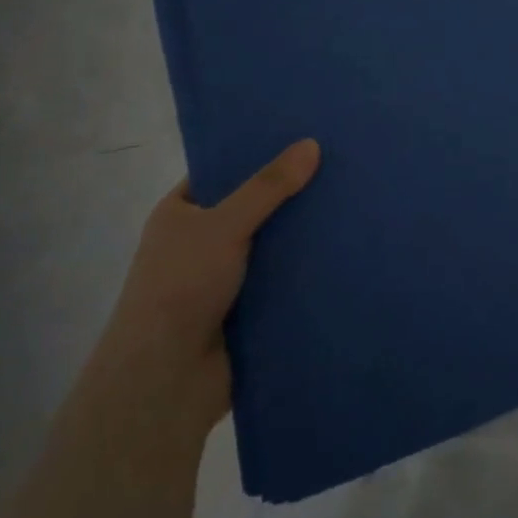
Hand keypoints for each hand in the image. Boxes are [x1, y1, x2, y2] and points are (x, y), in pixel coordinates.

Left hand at [96, 140, 320, 437]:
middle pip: (253, 207)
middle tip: (340, 164)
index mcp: (180, 214)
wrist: (164, 382)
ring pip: (272, 244)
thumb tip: (311, 143)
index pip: (223, 172)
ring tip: (353, 201)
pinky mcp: (247, 310)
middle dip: (291, 193)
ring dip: (303, 233)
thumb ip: (268, 186)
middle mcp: (200, 242)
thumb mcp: (224, 224)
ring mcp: (223, 278)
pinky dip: (306, 268)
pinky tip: (345, 248)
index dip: (258, 153)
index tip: (303, 136)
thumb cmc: (181, 287)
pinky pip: (283, 279)